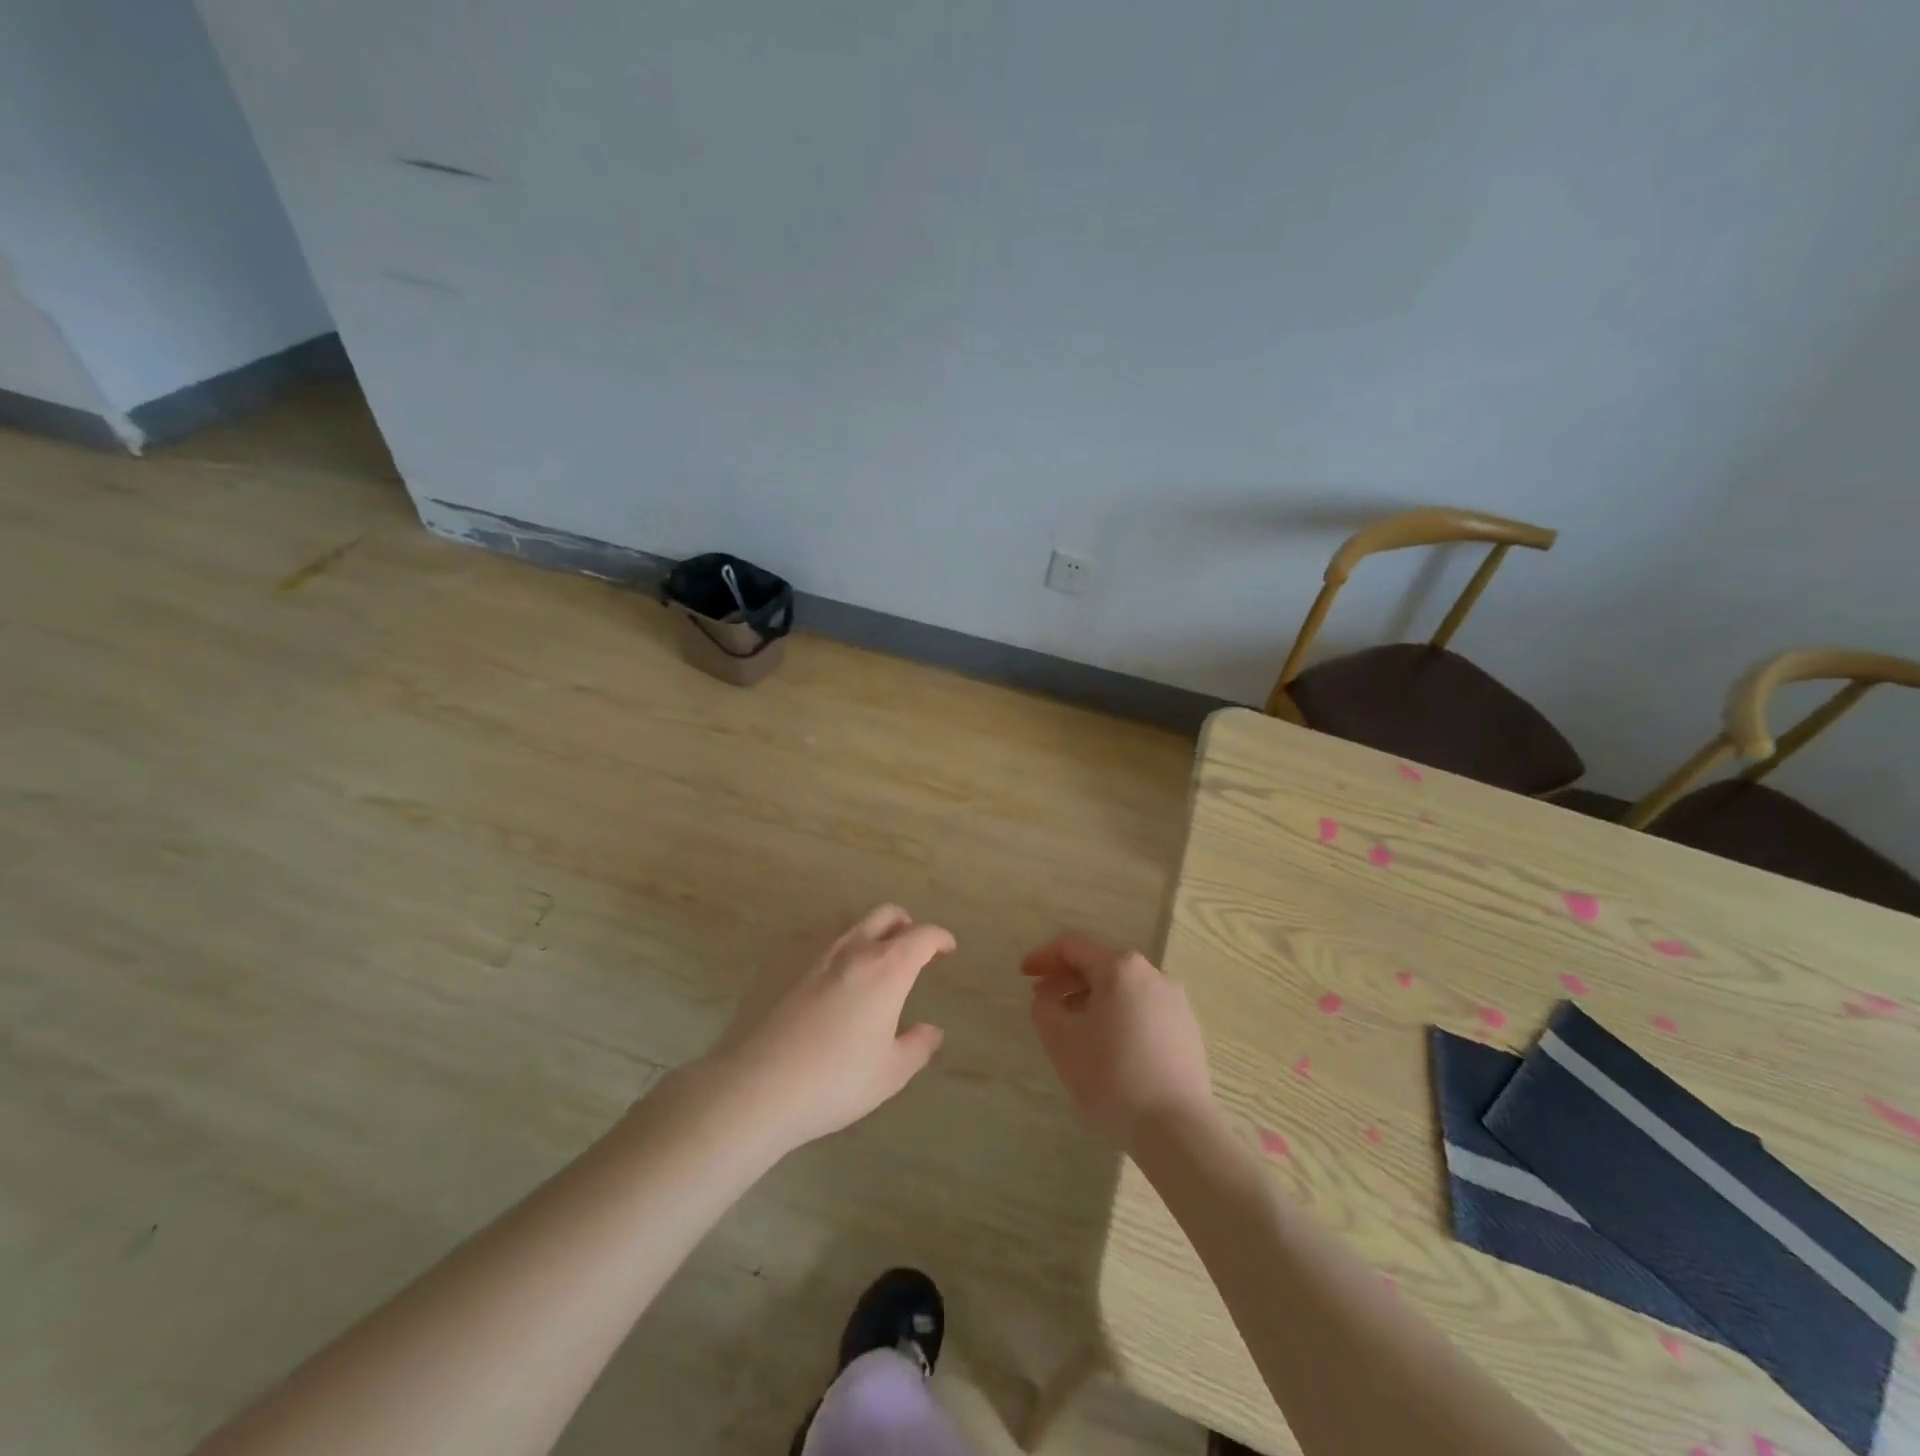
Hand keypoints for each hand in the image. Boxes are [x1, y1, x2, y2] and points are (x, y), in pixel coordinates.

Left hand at [704, 905, 953, 1150]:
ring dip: (868, 932)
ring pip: (849, 923)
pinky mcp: (778, 961)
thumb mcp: (889, 1074)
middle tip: (911, 947)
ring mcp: (811, 950)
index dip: (940, 938)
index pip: (922, 935)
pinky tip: (825, 977)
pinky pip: (814, 941)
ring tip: (869, 960)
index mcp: (886, 968)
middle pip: (886, 914)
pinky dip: (832, 949)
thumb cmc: (834, 1082)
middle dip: (905, 924)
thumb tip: (931, 1030)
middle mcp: (852, 948)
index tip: (946, 949)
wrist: (755, 1086)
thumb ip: (917, 1046)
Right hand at [1022, 933, 1215, 1147]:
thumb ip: (1045, 1007)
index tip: (1023, 975)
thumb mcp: (1061, 1040)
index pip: (1073, 947)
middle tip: (1043, 1000)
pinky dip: (1118, 1015)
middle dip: (1067, 979)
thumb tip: (1051, 997)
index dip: (1044, 956)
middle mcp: (1152, 974)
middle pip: (1100, 965)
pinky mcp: (1187, 1029)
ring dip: (1092, 999)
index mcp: (1120, 969)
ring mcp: (1175, 1002)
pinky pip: (1143, 1009)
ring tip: (1073, 1026)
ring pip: (1123, 989)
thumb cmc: (1112, 1076)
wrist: (1177, 1129)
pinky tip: (1108, 1045)